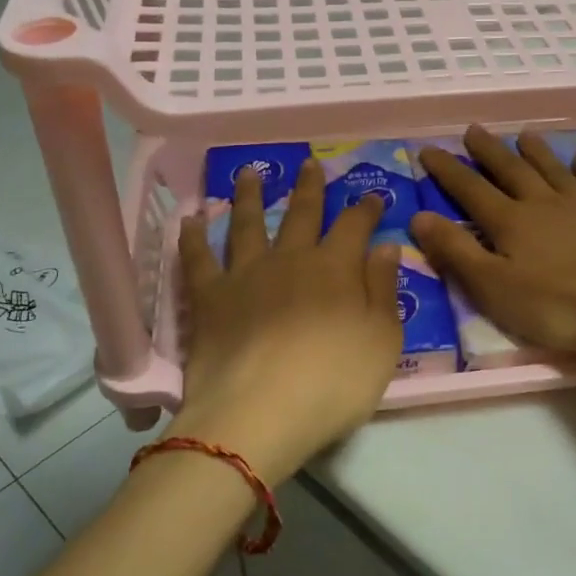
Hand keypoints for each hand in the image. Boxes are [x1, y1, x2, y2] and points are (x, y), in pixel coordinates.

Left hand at [168, 159, 402, 483]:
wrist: (259, 412)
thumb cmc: (333, 382)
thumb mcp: (381, 341)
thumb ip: (383, 290)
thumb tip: (385, 245)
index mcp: (336, 269)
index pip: (354, 226)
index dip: (365, 209)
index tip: (373, 195)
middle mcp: (291, 259)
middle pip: (301, 214)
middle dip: (309, 187)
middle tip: (309, 163)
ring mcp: (246, 274)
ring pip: (248, 223)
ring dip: (250, 195)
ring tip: (249, 172)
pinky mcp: (209, 297)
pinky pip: (198, 258)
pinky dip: (193, 236)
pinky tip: (190, 219)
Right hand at [410, 126, 575, 357]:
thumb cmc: (557, 304)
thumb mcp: (493, 287)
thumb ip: (456, 252)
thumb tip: (419, 216)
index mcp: (510, 222)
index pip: (470, 189)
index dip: (447, 170)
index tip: (428, 149)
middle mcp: (542, 203)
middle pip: (510, 170)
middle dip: (488, 151)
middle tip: (473, 130)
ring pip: (552, 169)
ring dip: (535, 151)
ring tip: (523, 134)